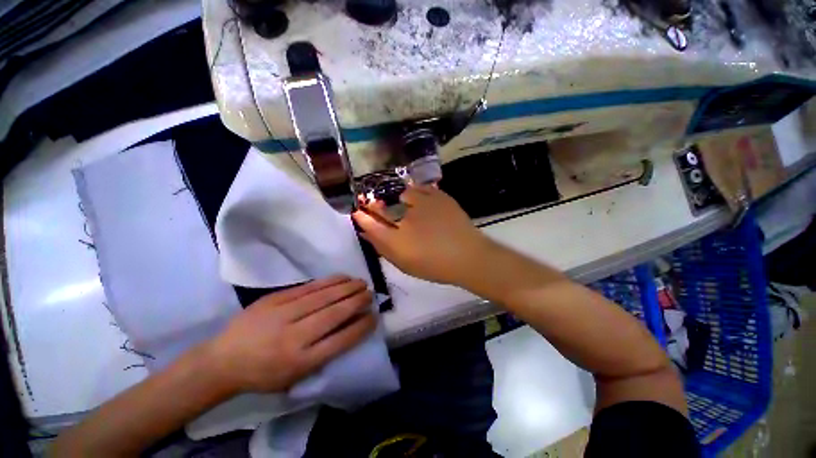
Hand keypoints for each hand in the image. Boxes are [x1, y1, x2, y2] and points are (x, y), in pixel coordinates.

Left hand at [207, 276, 375, 392]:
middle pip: (335, 314)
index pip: (341, 340)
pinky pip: (309, 287)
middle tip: (371, 294)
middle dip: (358, 301)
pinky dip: (329, 281)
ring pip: (324, 296)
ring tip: (362, 283)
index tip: (374, 316)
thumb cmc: (263, 375)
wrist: (223, 360)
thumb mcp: (295, 378)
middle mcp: (295, 337)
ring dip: (347, 288)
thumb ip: (323, 356)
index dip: (362, 326)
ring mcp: (283, 314)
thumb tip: (350, 330)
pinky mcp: (275, 299)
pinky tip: (342, 277)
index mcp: (301, 362)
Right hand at [353, 185, 493, 285]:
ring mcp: (423, 205)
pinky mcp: (438, 196)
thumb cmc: (435, 266)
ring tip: (405, 206)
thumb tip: (367, 233)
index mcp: (397, 242)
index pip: (371, 225)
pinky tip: (419, 200)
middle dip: (373, 205)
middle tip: (371, 203)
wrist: (468, 256)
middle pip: (381, 208)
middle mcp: (406, 220)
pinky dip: (416, 192)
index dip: (362, 218)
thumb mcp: (405, 264)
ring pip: (401, 195)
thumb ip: (384, 249)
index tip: (358, 212)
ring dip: (398, 200)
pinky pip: (420, 188)